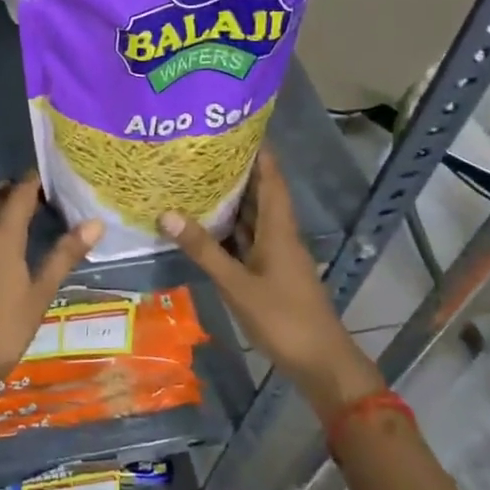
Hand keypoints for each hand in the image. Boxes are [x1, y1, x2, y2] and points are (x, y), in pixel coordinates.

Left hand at [0, 172, 103, 399]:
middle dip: (12, 191)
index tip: (46, 175)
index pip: (20, 196)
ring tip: (2, 200)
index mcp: (4, 237)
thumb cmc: (9, 326)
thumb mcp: (42, 292)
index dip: (32, 182)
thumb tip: (95, 222)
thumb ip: (65, 254)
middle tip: (31, 192)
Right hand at [161, 148, 382, 415]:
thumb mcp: (237, 284)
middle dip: (236, 171)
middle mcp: (280, 235)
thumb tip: (167, 213)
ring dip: (231, 200)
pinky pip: (248, 240)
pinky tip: (206, 226)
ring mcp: (277, 256)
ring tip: (197, 179)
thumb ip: (204, 250)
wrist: (322, 363)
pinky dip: (230, 229)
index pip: (271, 178)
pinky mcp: (272, 274)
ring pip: (253, 218)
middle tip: (201, 150)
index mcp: (279, 229)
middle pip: (260, 193)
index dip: (258, 151)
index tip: (235, 127)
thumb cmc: (283, 318)